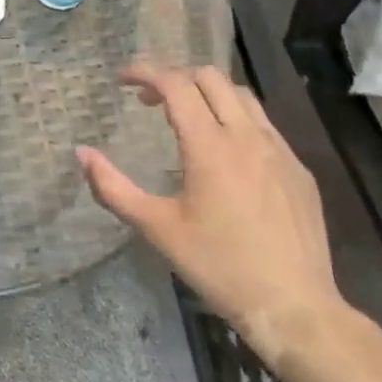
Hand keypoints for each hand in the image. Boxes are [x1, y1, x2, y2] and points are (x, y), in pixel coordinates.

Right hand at [78, 65, 342, 363]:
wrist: (295, 309)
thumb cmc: (219, 267)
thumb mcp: (157, 228)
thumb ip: (113, 187)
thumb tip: (81, 153)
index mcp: (209, 146)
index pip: (175, 84)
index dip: (145, 72)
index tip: (122, 80)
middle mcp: (247, 136)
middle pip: (209, 77)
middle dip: (175, 77)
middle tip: (151, 101)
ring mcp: (279, 151)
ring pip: (241, 96)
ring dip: (208, 94)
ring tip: (188, 118)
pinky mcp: (299, 170)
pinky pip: (264, 125)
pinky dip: (236, 120)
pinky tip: (227, 153)